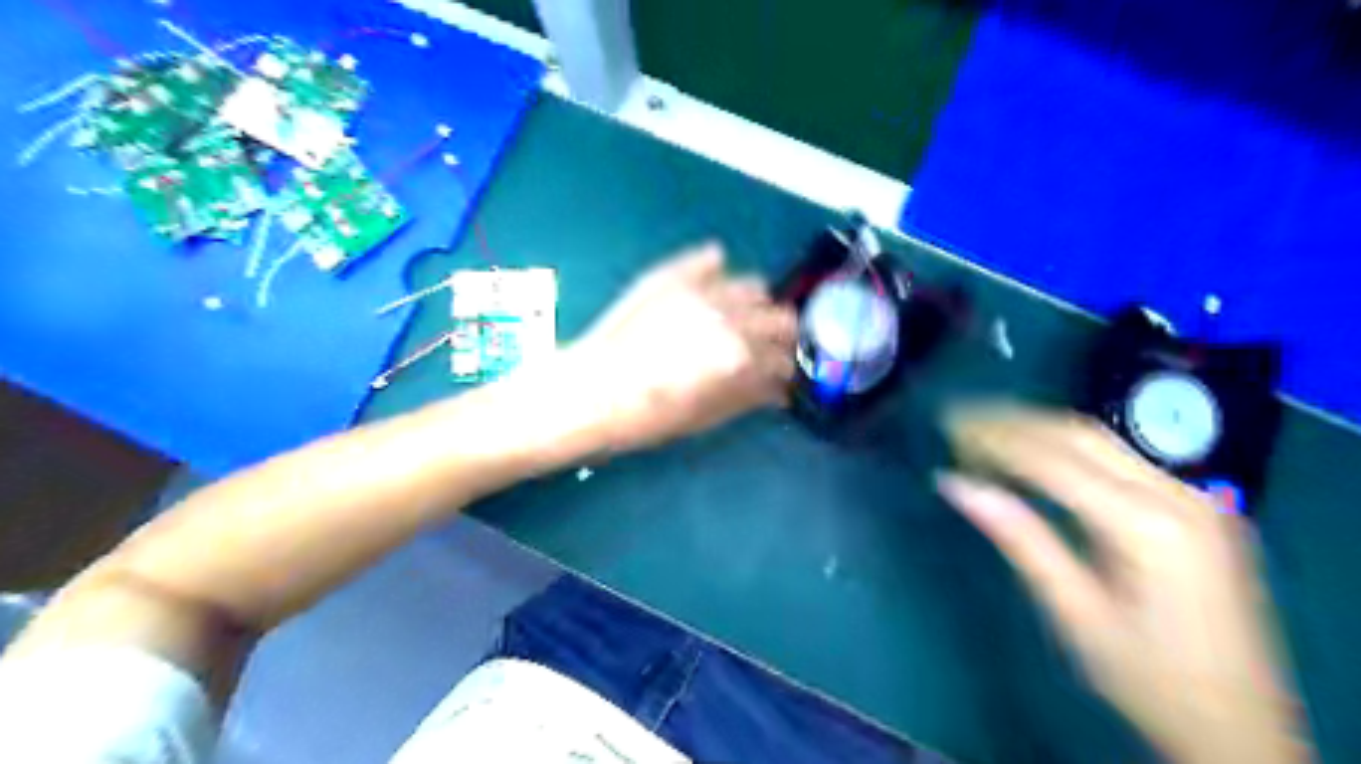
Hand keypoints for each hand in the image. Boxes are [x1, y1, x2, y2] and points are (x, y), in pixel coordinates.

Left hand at [567, 241, 798, 450]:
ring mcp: (701, 289)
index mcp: (741, 355)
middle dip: (780, 335)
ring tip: (738, 319)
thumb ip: (750, 396)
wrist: (591, 391)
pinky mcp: (673, 275)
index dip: (786, 369)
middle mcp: (730, 315)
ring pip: (753, 285)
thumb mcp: (706, 416)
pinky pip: (710, 258)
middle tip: (766, 349)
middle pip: (780, 316)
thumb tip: (779, 388)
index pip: (784, 357)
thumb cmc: (650, 416)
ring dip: (755, 304)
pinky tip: (712, 287)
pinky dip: (718, 271)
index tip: (781, 375)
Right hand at [937, 408, 1307, 763]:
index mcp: (1150, 527)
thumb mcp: (1076, 614)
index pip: (1055, 461)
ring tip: (983, 428)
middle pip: (1080, 435)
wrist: (1244, 730)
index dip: (995, 440)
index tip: (947, 427)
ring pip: (1101, 439)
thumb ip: (1020, 538)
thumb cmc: (1150, 681)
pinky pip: (1120, 458)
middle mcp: (1180, 496)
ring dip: (1038, 428)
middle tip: (958, 419)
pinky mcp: (1197, 507)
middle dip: (1013, 422)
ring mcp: (1196, 498)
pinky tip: (1034, 452)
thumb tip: (955, 484)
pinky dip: (1067, 448)